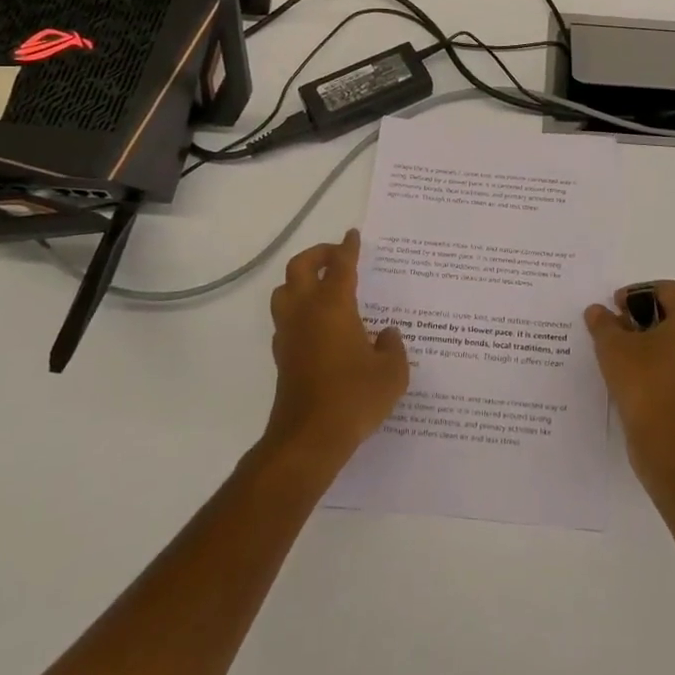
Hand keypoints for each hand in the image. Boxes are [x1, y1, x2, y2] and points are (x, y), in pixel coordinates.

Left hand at [264, 230, 408, 464]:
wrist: (309, 439)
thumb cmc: (354, 398)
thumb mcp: (391, 372)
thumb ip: (392, 348)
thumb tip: (386, 334)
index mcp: (333, 306)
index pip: (341, 265)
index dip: (348, 248)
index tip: (353, 235)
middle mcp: (306, 312)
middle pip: (300, 268)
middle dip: (318, 254)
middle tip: (337, 255)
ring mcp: (289, 334)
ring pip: (284, 291)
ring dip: (301, 280)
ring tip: (323, 285)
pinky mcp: (282, 356)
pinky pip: (286, 318)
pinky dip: (299, 308)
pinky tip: (319, 323)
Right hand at [584, 280, 674, 474]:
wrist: (674, 447)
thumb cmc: (645, 384)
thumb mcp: (613, 348)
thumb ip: (604, 324)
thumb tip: (597, 311)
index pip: (666, 289)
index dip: (636, 293)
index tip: (614, 308)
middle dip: (646, 317)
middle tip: (618, 329)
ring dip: (657, 342)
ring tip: (626, 356)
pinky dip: (667, 366)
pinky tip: (642, 380)